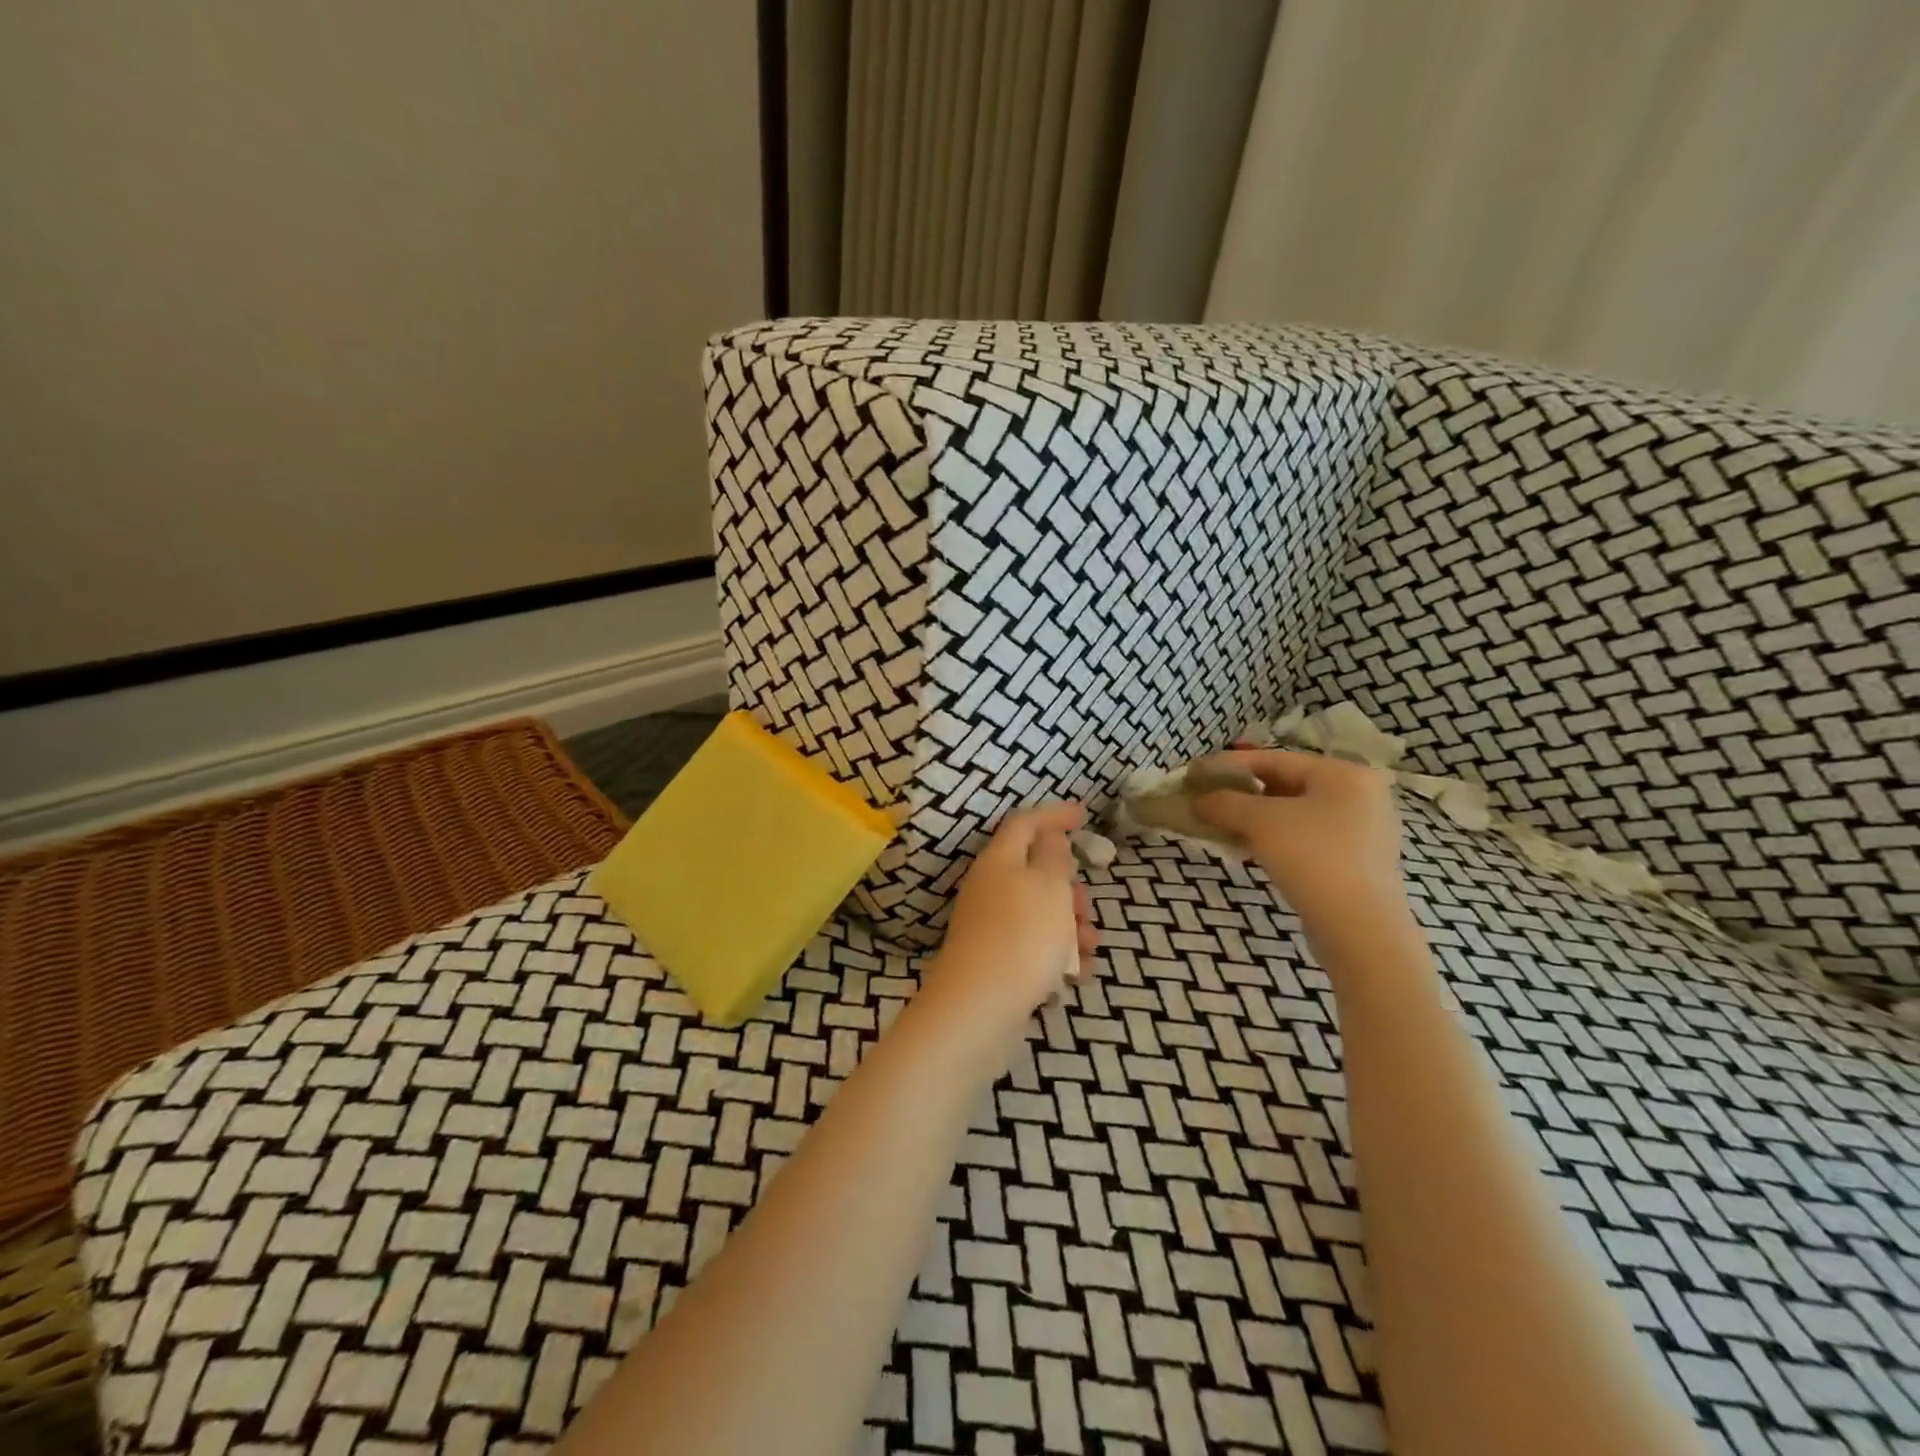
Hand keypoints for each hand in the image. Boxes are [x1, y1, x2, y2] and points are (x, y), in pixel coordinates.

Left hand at [924, 803, 1099, 1037]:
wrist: (979, 1007)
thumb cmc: (1022, 935)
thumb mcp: (1049, 885)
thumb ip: (1054, 856)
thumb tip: (1048, 837)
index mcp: (999, 860)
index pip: (1024, 823)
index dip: (1053, 815)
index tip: (1083, 814)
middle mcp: (989, 888)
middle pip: (1033, 871)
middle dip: (1067, 884)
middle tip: (1088, 903)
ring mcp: (989, 925)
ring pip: (1037, 911)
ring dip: (1069, 922)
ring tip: (1091, 944)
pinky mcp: (995, 960)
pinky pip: (1033, 945)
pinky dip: (1058, 952)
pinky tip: (1078, 972)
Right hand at [1191, 750, 1413, 949]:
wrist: (1360, 930)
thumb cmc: (1312, 858)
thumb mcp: (1260, 821)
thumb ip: (1224, 803)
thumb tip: (1197, 800)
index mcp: (1344, 774)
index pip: (1274, 759)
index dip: (1228, 765)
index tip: (1194, 773)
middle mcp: (1359, 795)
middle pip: (1285, 785)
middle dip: (1240, 794)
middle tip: (1205, 801)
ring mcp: (1361, 831)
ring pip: (1294, 814)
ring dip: (1253, 819)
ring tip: (1219, 826)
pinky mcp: (1355, 862)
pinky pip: (1305, 838)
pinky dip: (1273, 839)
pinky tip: (1247, 849)